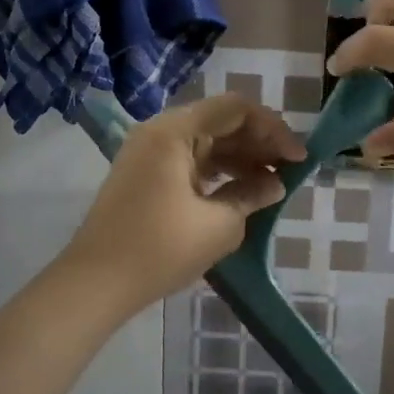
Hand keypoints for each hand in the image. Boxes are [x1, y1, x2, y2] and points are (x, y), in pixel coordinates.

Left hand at [64, 94, 305, 310]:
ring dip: (241, 158)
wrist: (95, 284)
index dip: (273, 129)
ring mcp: (149, 153)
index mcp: (174, 131)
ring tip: (272, 183)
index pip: (236, 109)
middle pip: (220, 121)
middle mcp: (160, 131)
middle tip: (290, 169)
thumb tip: (275, 184)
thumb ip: (251, 195)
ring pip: (206, 142)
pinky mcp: (145, 175)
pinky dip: (218, 171)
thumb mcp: (218, 225)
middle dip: (259, 143)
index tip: (298, 157)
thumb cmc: (160, 249)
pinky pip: (190, 160)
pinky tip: (242, 191)